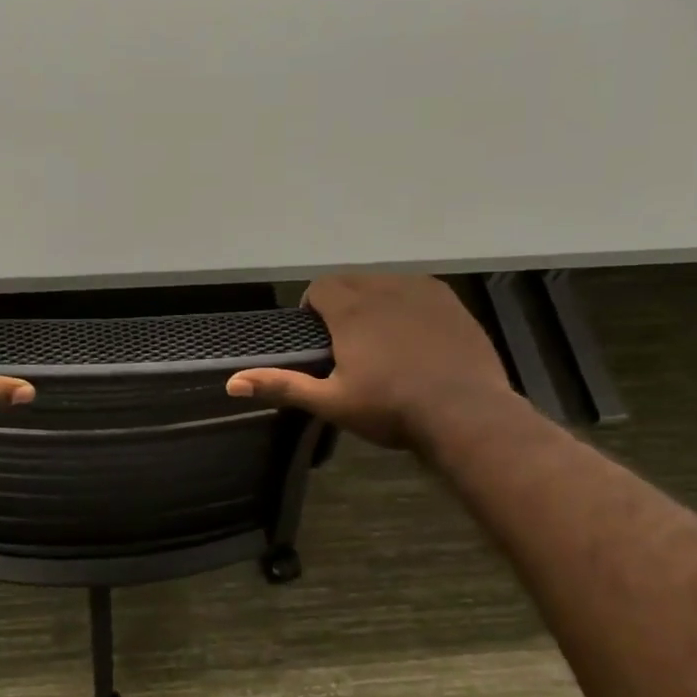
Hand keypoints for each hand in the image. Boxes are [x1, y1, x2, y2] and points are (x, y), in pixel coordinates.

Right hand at [226, 275, 512, 451]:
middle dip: (342, 304)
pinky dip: (406, 304)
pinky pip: (417, 290)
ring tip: (381, 339)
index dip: (313, 309)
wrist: (465, 414)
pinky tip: (415, 336)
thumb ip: (282, 386)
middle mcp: (384, 289)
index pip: (320, 288)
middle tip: (348, 344)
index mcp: (351, 310)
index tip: (320, 340)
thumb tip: (231, 383)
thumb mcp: (331, 402)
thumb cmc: (391, 409)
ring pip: (384, 283)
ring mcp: (421, 293)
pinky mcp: (450, 302)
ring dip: (374, 301)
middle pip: (350, 282)